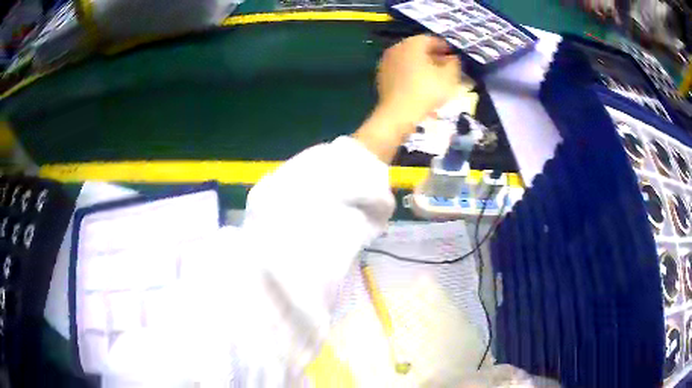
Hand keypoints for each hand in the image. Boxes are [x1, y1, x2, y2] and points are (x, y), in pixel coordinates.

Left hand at [354, 35, 460, 163]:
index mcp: (412, 43)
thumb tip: (454, 58)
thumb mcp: (449, 77)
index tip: (456, 57)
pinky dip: (413, 75)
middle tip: (448, 68)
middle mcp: (396, 48)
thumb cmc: (426, 91)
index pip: (432, 39)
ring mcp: (386, 62)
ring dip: (424, 67)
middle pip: (419, 49)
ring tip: (437, 79)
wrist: (398, 114)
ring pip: (410, 61)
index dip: (446, 48)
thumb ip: (454, 64)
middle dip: (435, 57)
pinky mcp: (382, 77)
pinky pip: (402, 72)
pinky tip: (422, 87)